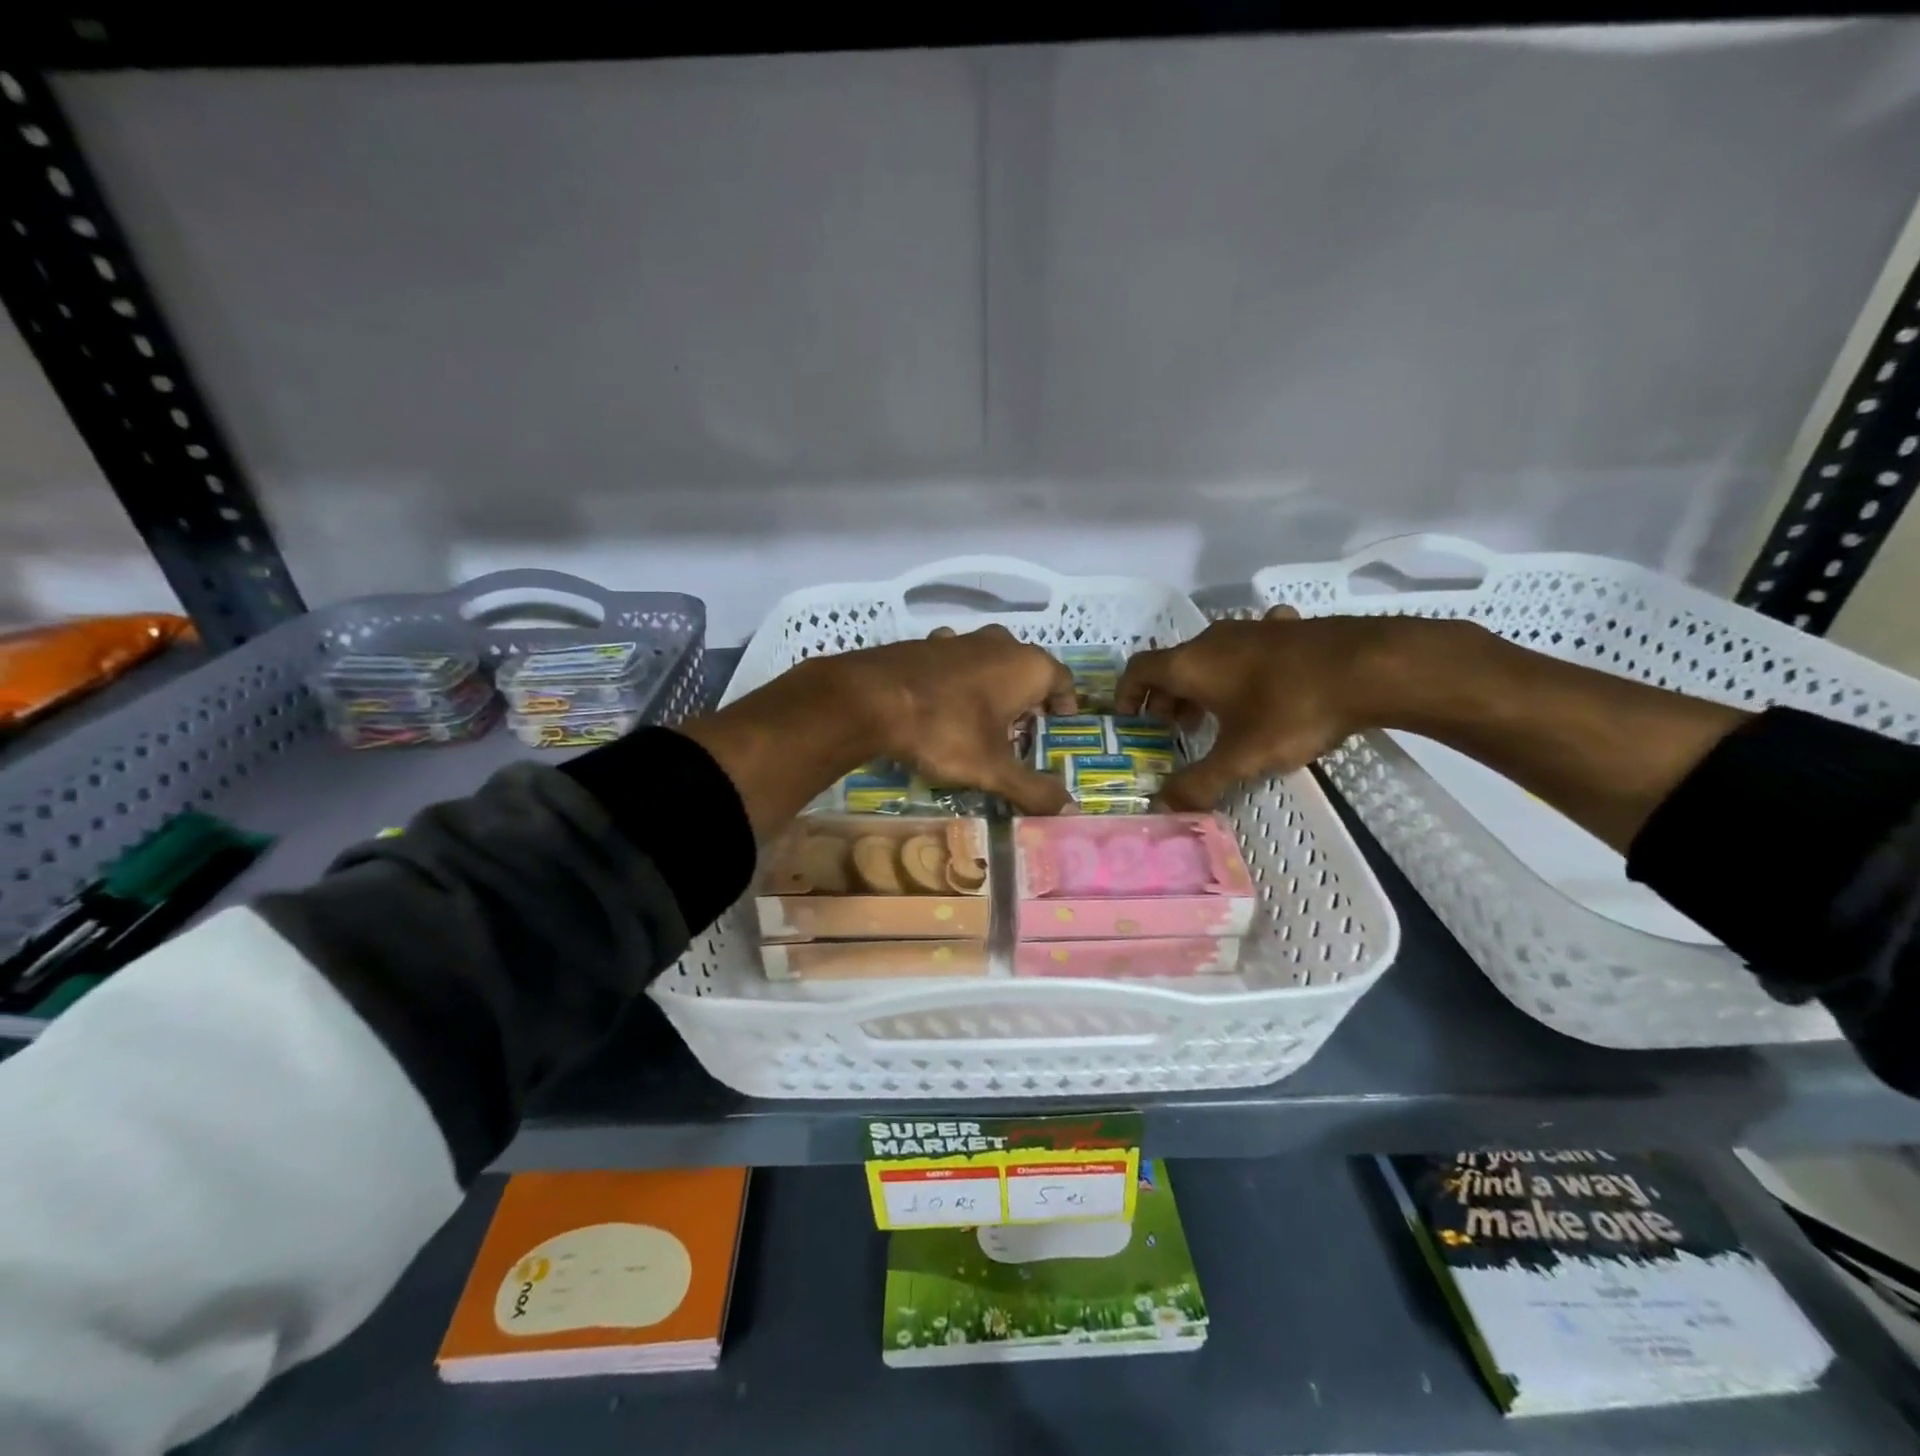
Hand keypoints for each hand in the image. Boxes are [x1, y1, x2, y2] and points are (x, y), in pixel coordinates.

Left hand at [846, 625, 1078, 814]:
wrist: (871, 698)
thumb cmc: (945, 730)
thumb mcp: (992, 769)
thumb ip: (1032, 789)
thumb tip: (1069, 811)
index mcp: (1027, 666)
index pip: (1063, 680)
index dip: (1065, 704)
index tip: (1058, 725)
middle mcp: (1000, 643)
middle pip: (1027, 669)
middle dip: (1028, 698)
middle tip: (1021, 732)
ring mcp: (961, 639)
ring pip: (990, 662)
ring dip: (993, 687)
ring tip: (983, 721)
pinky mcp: (927, 643)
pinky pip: (956, 662)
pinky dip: (959, 680)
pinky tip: (944, 703)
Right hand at [1115, 607, 1417, 810]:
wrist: (1371, 665)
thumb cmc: (1293, 708)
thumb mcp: (1243, 756)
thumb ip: (1200, 783)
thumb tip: (1163, 807)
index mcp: (1192, 664)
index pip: (1139, 669)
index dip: (1126, 694)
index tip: (1128, 720)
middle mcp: (1214, 639)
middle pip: (1173, 664)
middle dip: (1165, 698)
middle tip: (1173, 730)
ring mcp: (1253, 629)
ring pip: (1210, 656)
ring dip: (1201, 685)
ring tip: (1212, 715)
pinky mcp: (1287, 629)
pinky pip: (1249, 647)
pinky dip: (1241, 667)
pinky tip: (1262, 682)